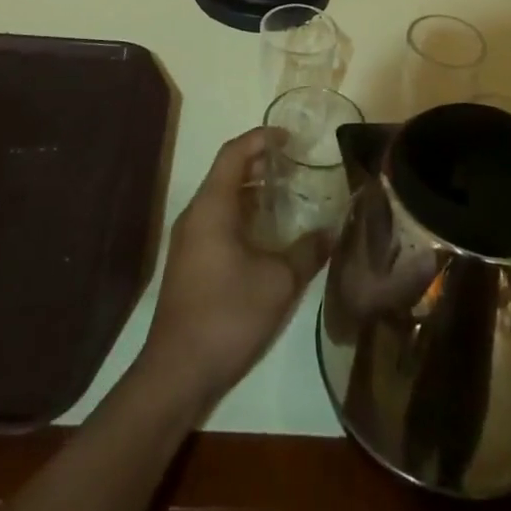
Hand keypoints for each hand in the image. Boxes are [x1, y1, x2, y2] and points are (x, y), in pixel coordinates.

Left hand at [137, 129, 331, 413]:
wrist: (177, 372)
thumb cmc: (227, 315)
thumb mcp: (278, 282)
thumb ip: (307, 252)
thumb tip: (333, 231)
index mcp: (212, 206)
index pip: (234, 153)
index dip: (260, 139)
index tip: (289, 138)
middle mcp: (195, 214)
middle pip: (227, 173)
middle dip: (260, 165)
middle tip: (295, 167)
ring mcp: (189, 239)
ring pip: (222, 199)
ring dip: (252, 192)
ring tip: (288, 197)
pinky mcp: (189, 262)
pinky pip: (218, 221)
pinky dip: (243, 215)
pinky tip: (268, 236)